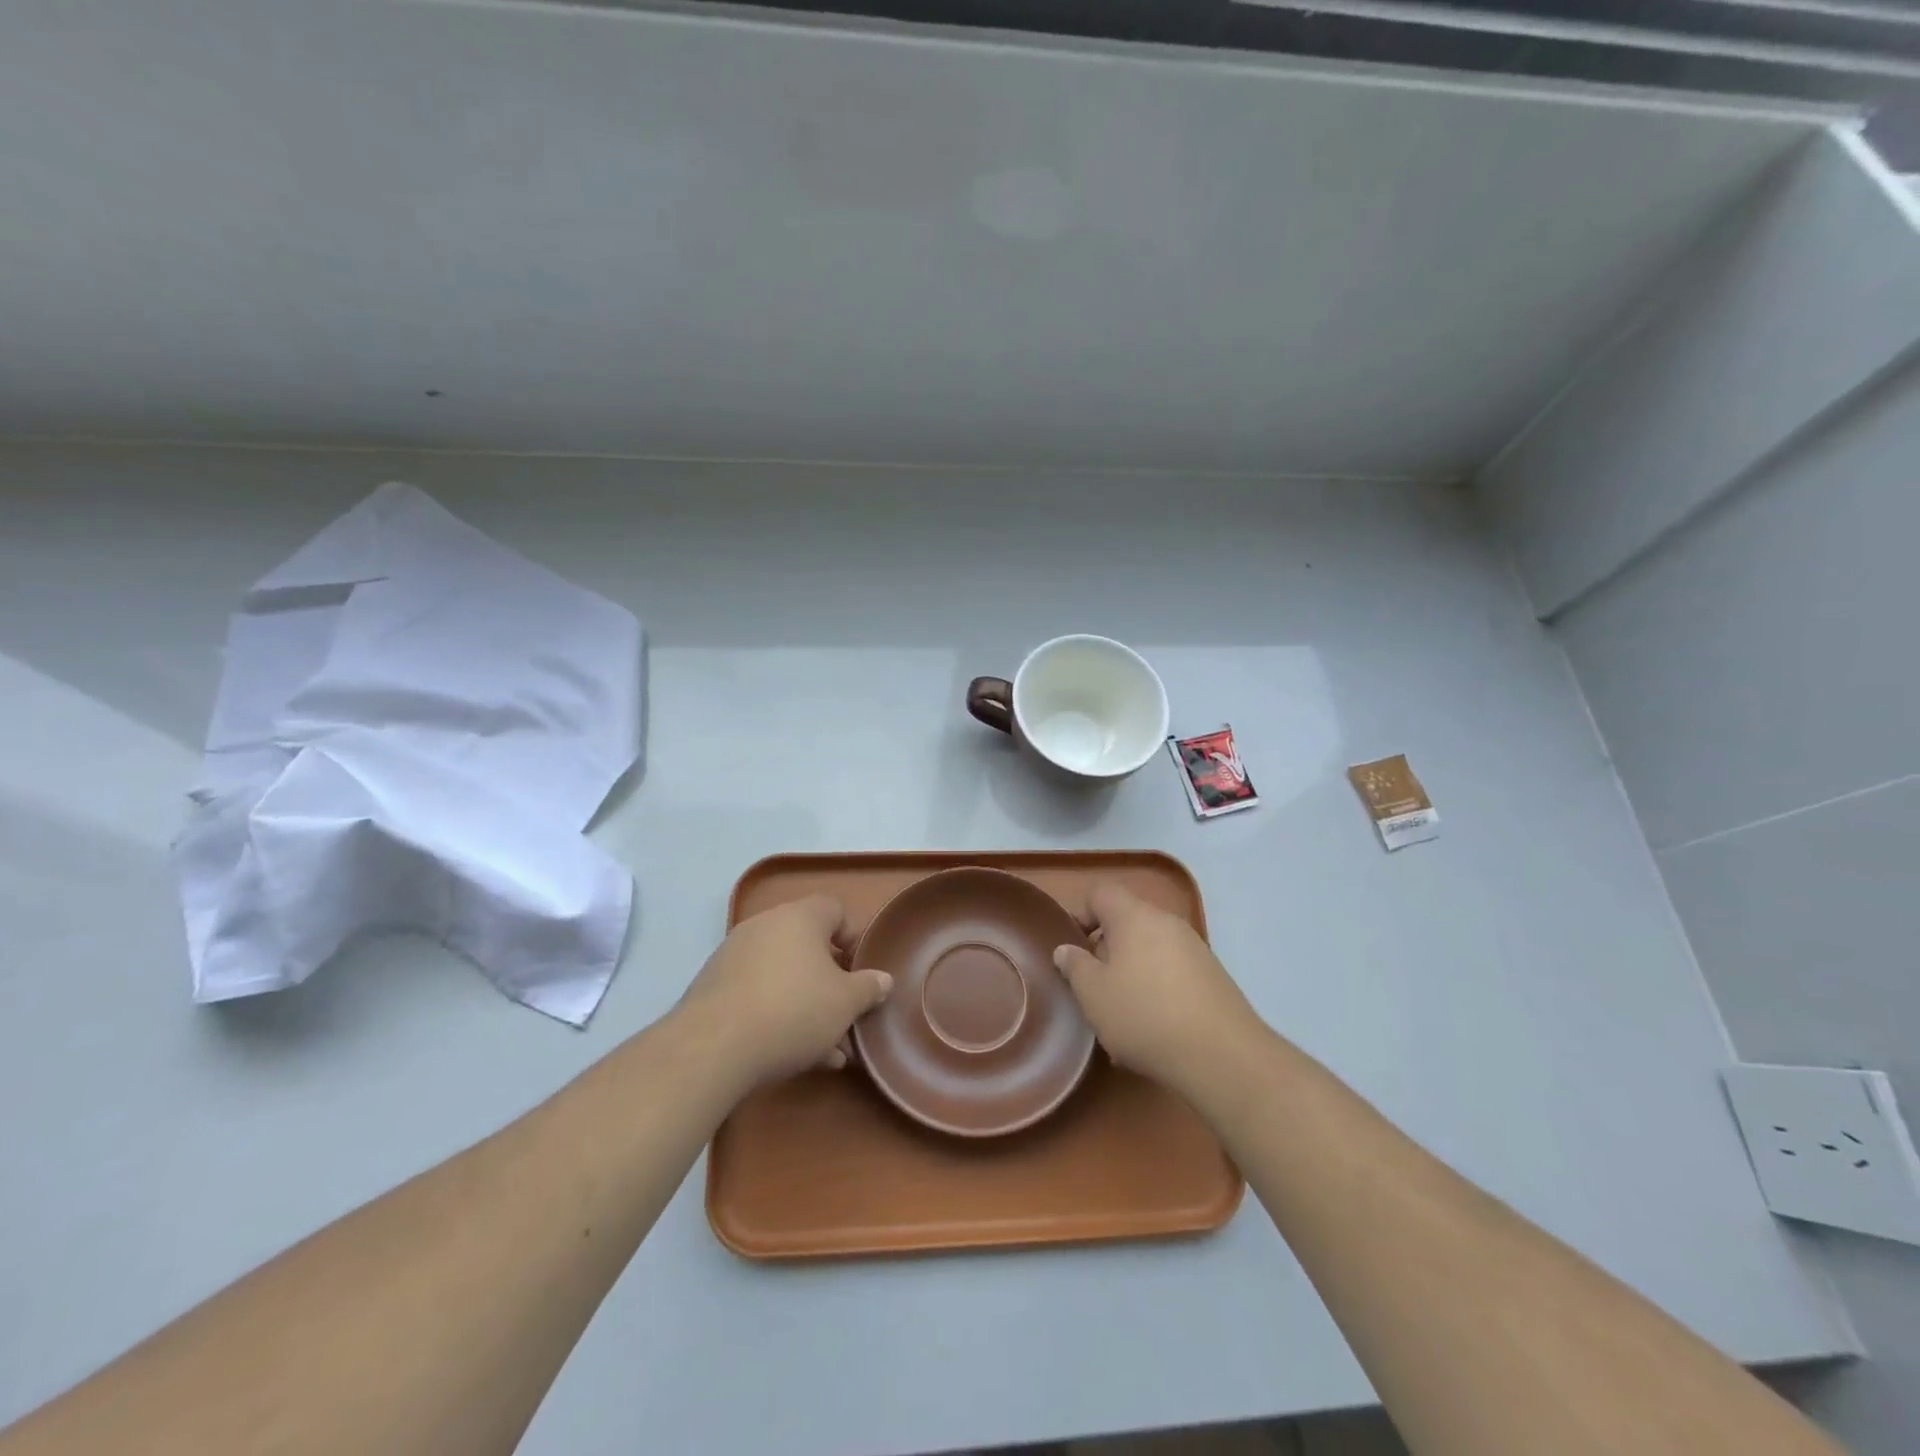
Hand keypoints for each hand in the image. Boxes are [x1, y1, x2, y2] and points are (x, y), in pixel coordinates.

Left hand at [677, 895, 893, 1089]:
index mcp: (800, 917)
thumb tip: (883, 979)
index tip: (860, 972)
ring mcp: (734, 955)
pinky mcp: (712, 987)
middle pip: (807, 946)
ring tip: (825, 1049)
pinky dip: (776, 1015)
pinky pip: (757, 994)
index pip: (834, 910)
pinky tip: (792, 1055)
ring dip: (806, 1006)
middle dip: (830, 982)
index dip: (852, 938)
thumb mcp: (846, 1003)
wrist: (712, 1047)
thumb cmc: (793, 1011)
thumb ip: (869, 988)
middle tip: (845, 1014)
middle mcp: (765, 925)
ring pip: (783, 976)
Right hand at [1054, 883, 1260, 1093]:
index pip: (1101, 893)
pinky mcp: (1213, 977)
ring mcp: (1195, 949)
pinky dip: (1157, 989)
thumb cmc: (1144, 1015)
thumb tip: (1066, 949)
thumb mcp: (1093, 994)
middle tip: (1094, 985)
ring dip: (1132, 972)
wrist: (1222, 1056)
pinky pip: (1173, 972)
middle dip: (1107, 949)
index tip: (1072, 948)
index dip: (1081, 914)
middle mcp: (1167, 923)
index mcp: (1134, 917)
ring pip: (1151, 949)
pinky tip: (1153, 1028)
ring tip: (1122, 1014)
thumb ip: (1075, 966)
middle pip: (1128, 921)